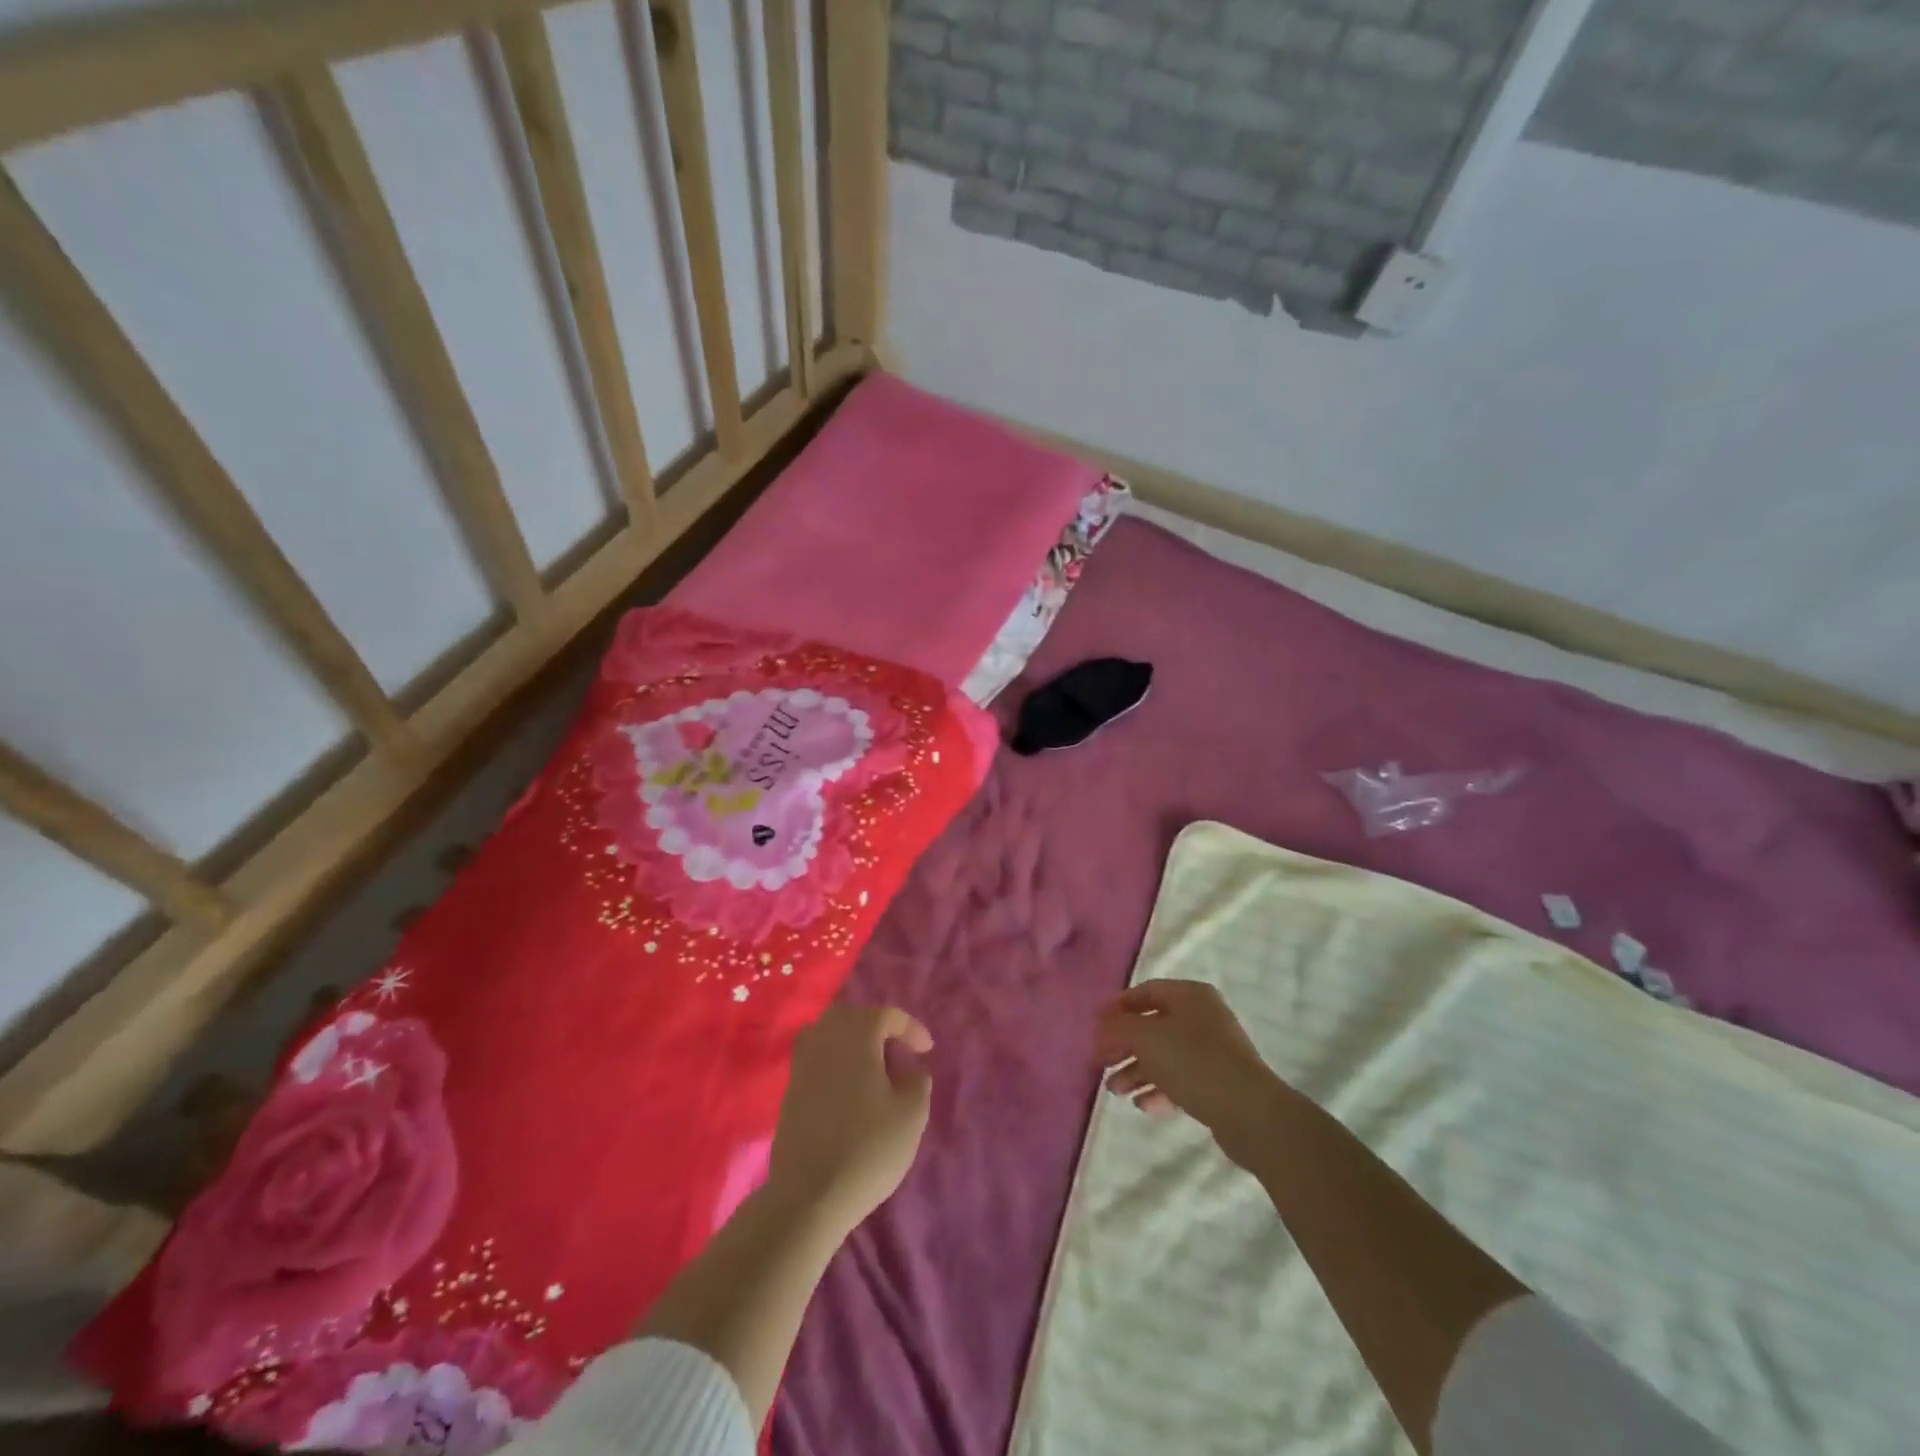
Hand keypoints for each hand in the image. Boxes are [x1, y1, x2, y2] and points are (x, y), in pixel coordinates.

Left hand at [766, 1006, 933, 1233]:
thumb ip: (917, 1081)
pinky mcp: (791, 1090)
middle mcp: (824, 1039)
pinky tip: (851, 1090)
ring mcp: (802, 1064)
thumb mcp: (911, 1114)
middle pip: (854, 1018)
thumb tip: (911, 1069)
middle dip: (879, 1029)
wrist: (808, 1196)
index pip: (887, 1015)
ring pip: (831, 1035)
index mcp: (856, 1035)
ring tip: (875, 1069)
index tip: (927, 1049)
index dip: (911, 1028)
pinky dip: (837, 1062)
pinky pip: (818, 1058)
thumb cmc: (867, 1149)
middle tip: (899, 1053)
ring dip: (855, 1044)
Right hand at [1095, 980, 1281, 1163]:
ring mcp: (1212, 1051)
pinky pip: (1180, 1079)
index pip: (1145, 992)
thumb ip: (1118, 1027)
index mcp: (1190, 995)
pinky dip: (1158, 1088)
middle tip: (1101, 1062)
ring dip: (1136, 1070)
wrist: (1249, 1112)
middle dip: (1124, 1045)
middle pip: (1152, 1025)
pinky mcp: (1217, 1082)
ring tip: (1115, 1090)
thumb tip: (1101, 1025)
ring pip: (1164, 1055)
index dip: (1117, 1008)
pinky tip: (1142, 1105)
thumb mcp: (1147, 1038)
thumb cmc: (1193, 1062)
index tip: (1095, 1028)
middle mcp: (1202, 1017)